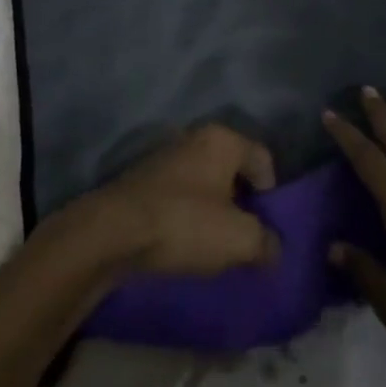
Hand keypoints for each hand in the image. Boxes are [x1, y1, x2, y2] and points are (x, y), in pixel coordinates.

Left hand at [74, 123, 280, 277]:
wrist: (112, 231)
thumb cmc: (184, 223)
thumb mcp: (239, 239)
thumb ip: (266, 242)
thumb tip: (272, 248)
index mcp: (222, 139)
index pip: (263, 159)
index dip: (272, 195)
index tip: (266, 228)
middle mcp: (195, 137)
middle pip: (233, 170)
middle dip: (242, 203)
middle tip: (243, 238)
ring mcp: (166, 156)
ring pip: (205, 183)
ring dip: (214, 211)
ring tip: (214, 246)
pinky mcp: (143, 178)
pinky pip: (180, 195)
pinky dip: (188, 215)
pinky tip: (184, 242)